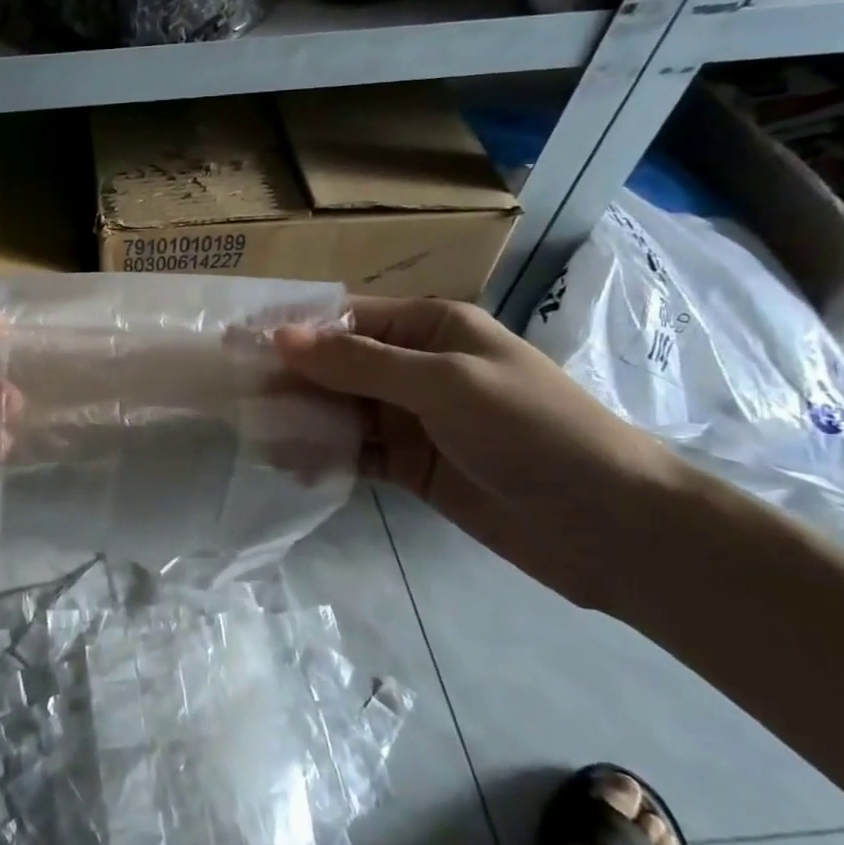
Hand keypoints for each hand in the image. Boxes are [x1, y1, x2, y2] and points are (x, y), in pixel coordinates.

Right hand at [276, 298, 687, 608]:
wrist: (611, 525)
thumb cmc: (533, 431)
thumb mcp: (444, 384)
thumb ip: (359, 363)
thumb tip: (281, 337)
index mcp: (431, 328)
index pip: (345, 319)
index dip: (292, 330)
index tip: (236, 343)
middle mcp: (416, 367)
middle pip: (336, 366)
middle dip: (290, 379)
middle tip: (233, 396)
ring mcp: (412, 419)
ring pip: (339, 411)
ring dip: (301, 421)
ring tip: (255, 435)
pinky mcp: (411, 465)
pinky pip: (355, 452)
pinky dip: (324, 457)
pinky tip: (293, 467)